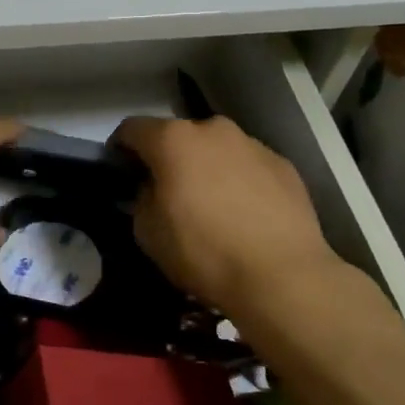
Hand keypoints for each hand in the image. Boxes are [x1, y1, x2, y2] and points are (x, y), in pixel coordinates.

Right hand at [111, 115, 340, 319]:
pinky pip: (248, 167)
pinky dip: (240, 181)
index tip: (121, 173)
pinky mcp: (283, 165)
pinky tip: (245, 215)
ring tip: (212, 206)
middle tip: (169, 193)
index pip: (131, 129)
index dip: (121, 149)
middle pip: (178, 136)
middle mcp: (213, 130)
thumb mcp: (148, 232)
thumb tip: (152, 189)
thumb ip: (141, 199)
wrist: (281, 275)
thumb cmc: (203, 252)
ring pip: (217, 149)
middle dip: (169, 158)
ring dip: (206, 168)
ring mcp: (252, 144)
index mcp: (173, 140)